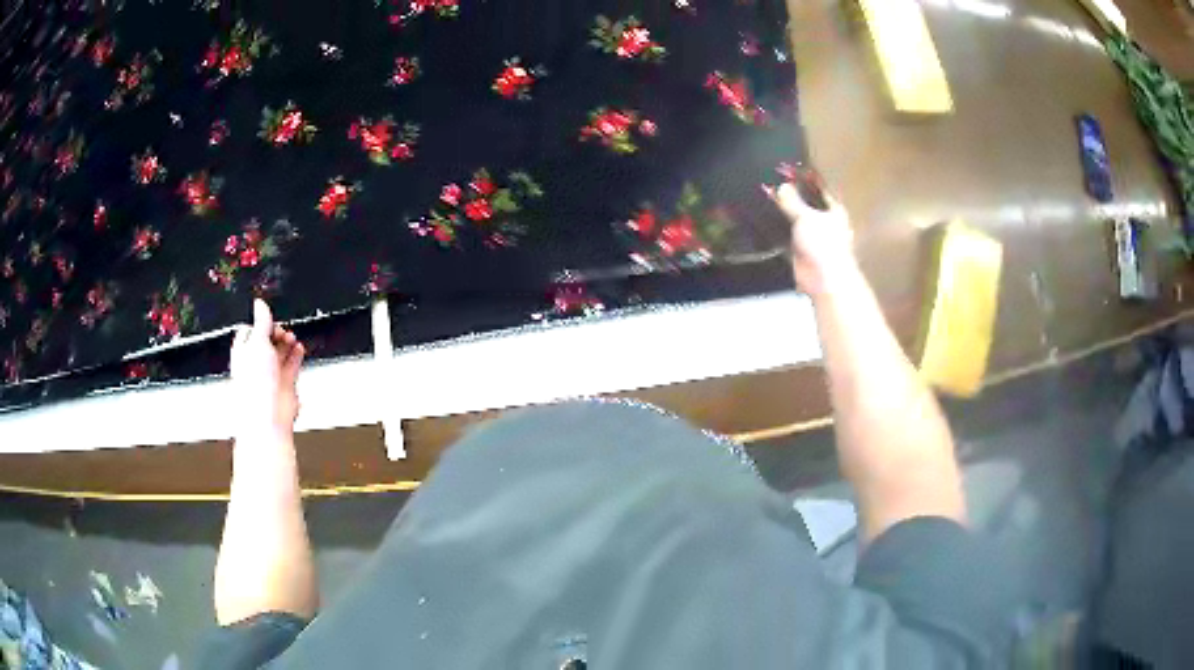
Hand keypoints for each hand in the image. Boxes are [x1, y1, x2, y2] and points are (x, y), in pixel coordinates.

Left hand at [230, 299, 304, 435]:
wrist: (268, 415)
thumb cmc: (255, 385)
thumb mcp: (257, 343)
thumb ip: (262, 322)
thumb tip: (259, 303)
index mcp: (243, 352)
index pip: (250, 331)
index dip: (260, 323)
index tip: (269, 318)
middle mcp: (255, 363)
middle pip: (266, 340)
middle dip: (275, 332)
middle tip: (282, 330)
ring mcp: (270, 374)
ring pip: (280, 352)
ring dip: (287, 342)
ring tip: (291, 337)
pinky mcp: (284, 383)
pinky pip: (292, 364)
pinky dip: (296, 355)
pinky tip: (299, 348)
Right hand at [769, 180, 856, 297]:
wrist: (825, 279)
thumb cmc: (825, 244)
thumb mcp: (807, 216)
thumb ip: (793, 201)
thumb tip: (782, 187)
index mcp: (833, 210)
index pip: (818, 189)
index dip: (804, 180)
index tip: (787, 171)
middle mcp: (824, 222)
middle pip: (804, 204)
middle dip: (790, 197)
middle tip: (770, 183)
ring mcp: (811, 237)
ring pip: (794, 221)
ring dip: (782, 214)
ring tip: (763, 199)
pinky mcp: (799, 251)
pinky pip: (785, 237)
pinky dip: (776, 231)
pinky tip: (762, 222)